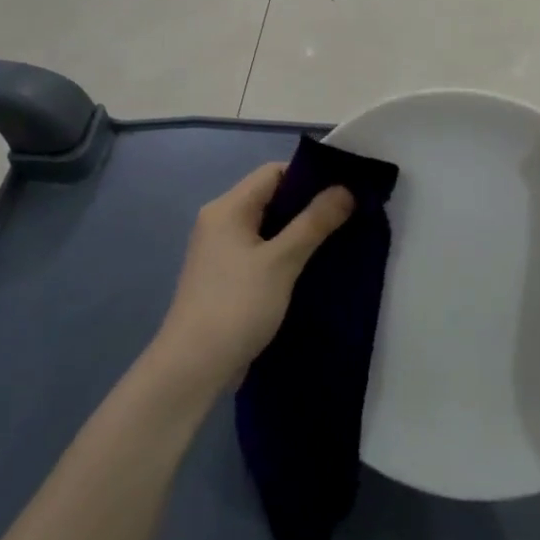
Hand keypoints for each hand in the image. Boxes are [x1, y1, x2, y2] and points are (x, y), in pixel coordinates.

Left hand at [153, 164, 353, 391]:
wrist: (192, 367)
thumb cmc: (236, 306)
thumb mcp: (281, 261)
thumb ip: (313, 223)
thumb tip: (345, 189)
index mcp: (228, 208)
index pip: (273, 172)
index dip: (309, 177)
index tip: (343, 191)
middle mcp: (219, 221)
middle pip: (270, 197)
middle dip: (307, 205)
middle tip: (347, 217)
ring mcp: (220, 250)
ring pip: (266, 226)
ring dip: (298, 231)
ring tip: (335, 240)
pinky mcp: (225, 276)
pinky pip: (260, 250)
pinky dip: (284, 253)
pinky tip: (309, 267)